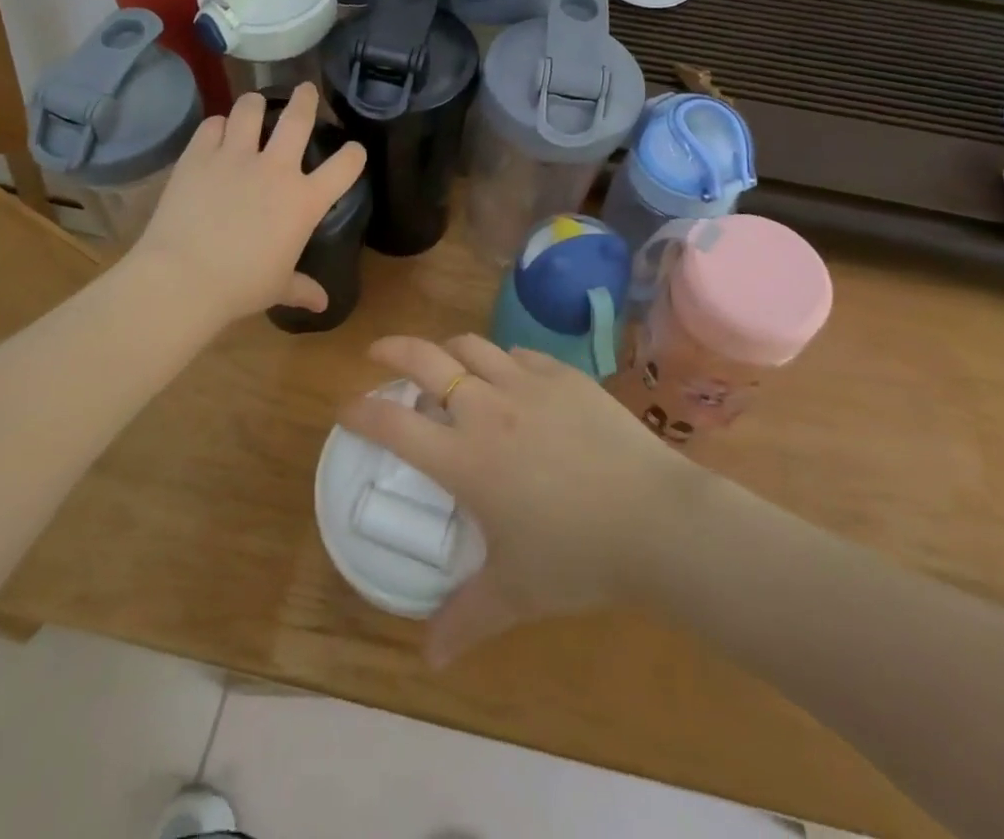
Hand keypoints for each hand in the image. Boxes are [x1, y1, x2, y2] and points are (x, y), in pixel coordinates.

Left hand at [132, 83, 365, 325]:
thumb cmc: (240, 286)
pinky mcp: (198, 155)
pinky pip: (211, 125)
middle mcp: (275, 168)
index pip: (345, 166)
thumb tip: (321, 303)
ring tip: (255, 103)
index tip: (354, 150)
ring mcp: (235, 157)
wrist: (183, 277)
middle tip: (306, 89)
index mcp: (304, 201)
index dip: (354, 154)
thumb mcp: (278, 287)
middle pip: (298, 119)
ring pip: (250, 109)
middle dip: (306, 100)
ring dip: (256, 103)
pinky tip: (217, 131)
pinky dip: (217, 125)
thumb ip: (302, 287)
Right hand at [338, 333, 704, 666]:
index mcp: (464, 458)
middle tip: (378, 354)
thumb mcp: (516, 593)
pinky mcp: (563, 375)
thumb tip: (429, 658)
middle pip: (425, 358)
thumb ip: (467, 619)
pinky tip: (510, 379)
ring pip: (471, 345)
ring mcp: (527, 384)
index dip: (360, 411)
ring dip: (447, 350)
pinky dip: (501, 360)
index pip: (393, 423)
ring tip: (444, 365)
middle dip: (392, 349)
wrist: (656, 520)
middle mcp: (486, 408)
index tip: (346, 410)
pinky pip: (519, 354)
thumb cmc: (578, 557)